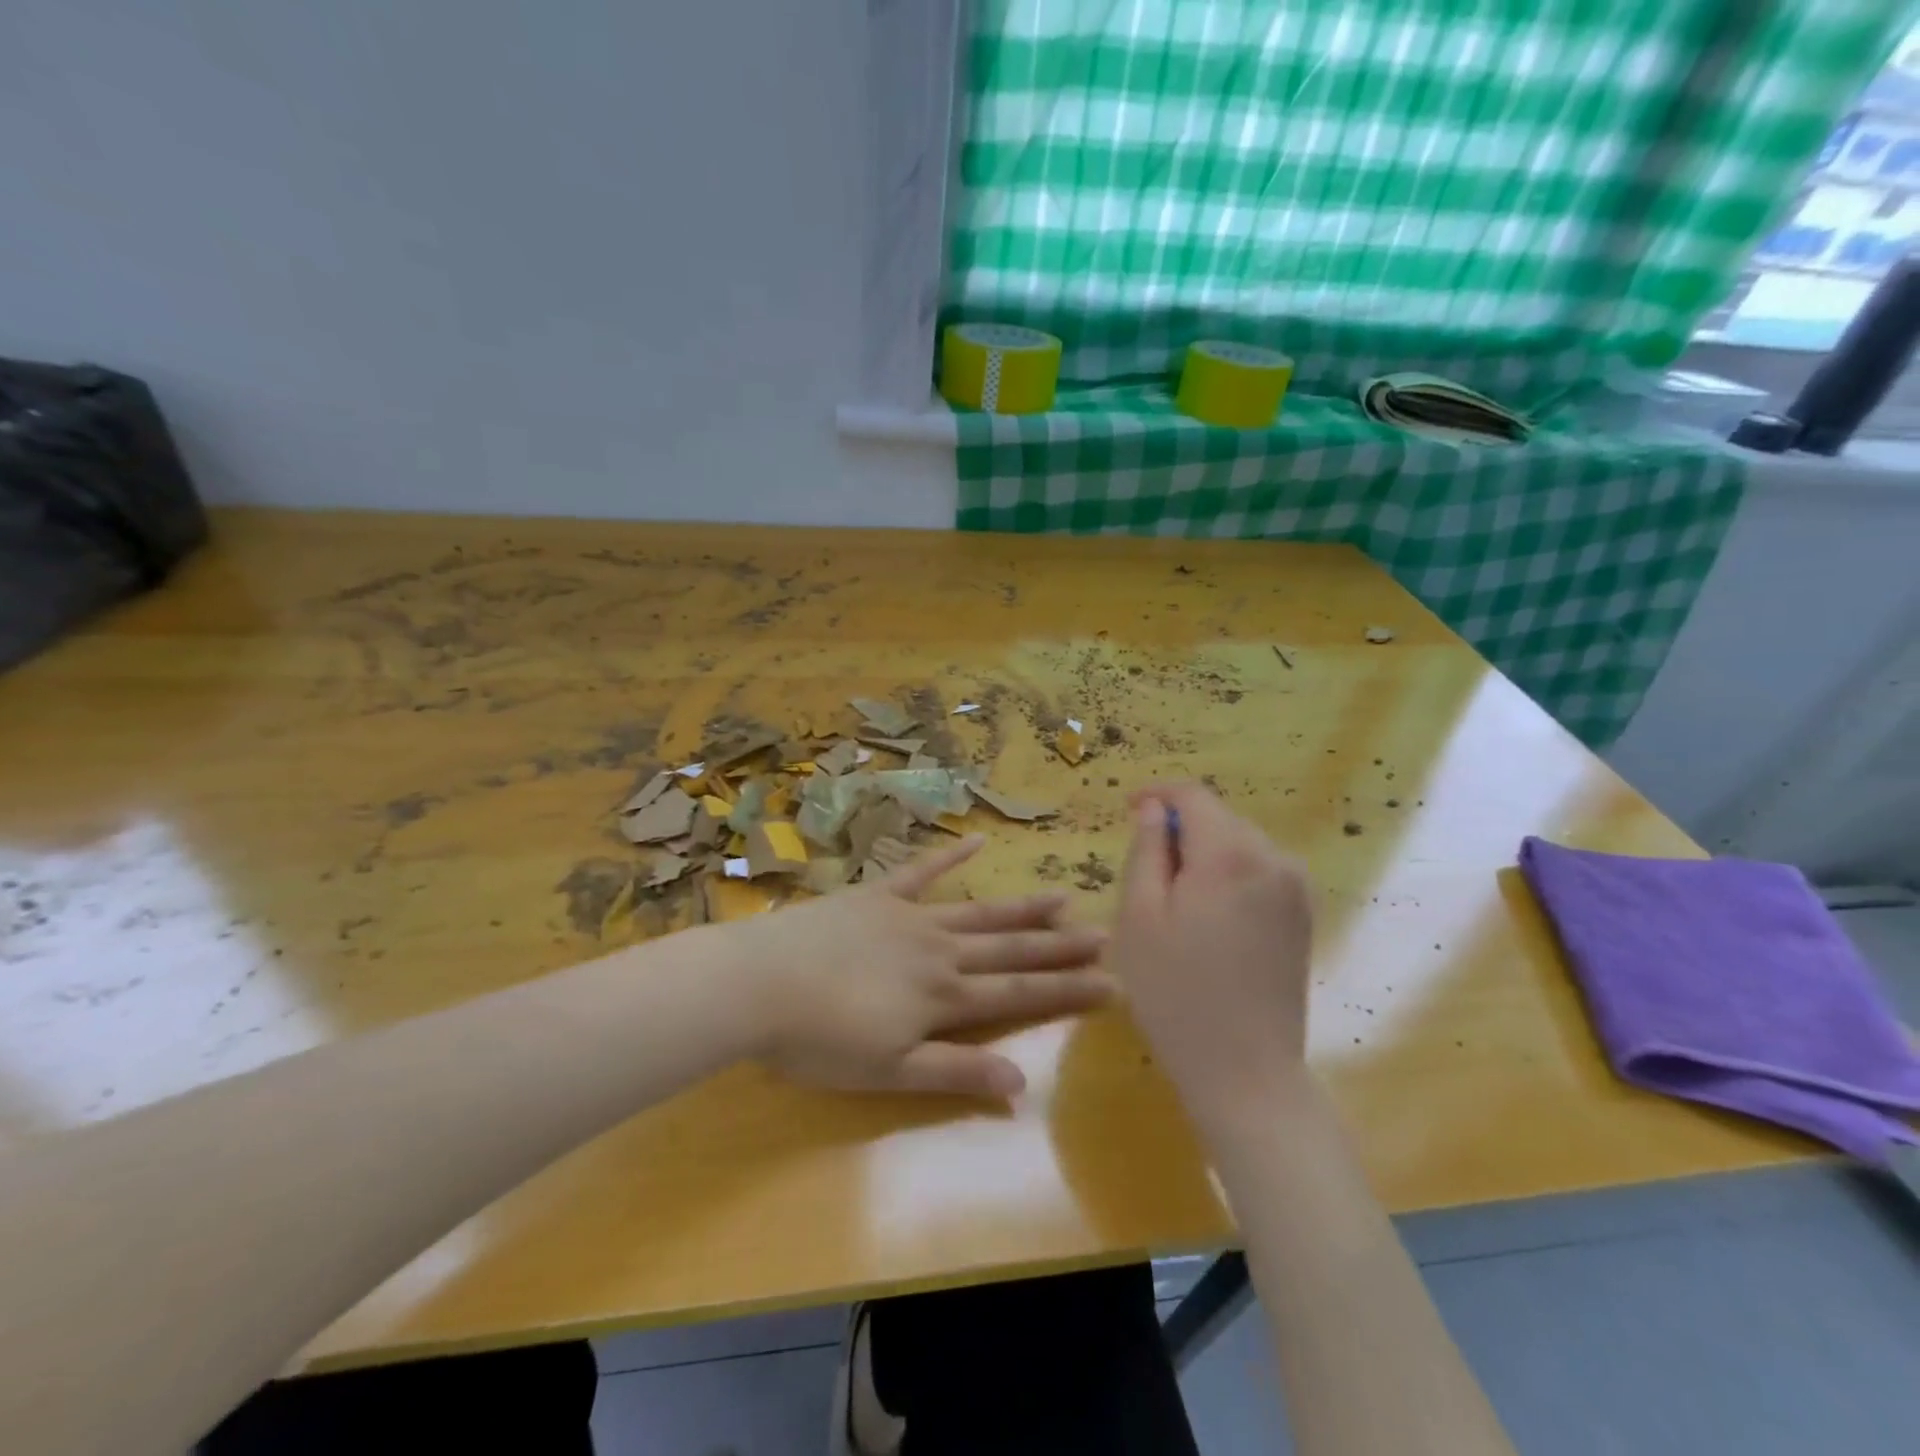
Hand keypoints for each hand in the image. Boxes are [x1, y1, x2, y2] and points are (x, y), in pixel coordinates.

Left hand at [734, 836, 1112, 1098]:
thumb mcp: (889, 1072)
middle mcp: (938, 950)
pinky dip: (948, 857)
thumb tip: (1023, 1083)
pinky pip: (919, 872)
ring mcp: (908, 916)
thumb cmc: (819, 1041)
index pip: (1018, 992)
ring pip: (977, 911)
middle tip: (1103, 934)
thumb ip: (955, 1071)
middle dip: (1058, 945)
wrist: (759, 984)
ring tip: (1062, 896)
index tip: (1112, 982)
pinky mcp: (876, 895)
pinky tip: (976, 841)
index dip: (1066, 990)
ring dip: (1020, 906)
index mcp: (943, 995)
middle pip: (1009, 947)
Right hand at [1112, 784, 1314, 1125]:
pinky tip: (1210, 920)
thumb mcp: (1140, 916)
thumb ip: (1146, 850)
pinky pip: (1258, 870)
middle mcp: (1273, 857)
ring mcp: (1296, 887)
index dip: (1157, 795)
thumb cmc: (1175, 993)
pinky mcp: (1304, 914)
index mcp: (1230, 853)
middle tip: (1145, 875)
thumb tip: (1152, 808)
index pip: (1192, 795)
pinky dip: (1229, 875)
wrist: (1246, 1070)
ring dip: (1204, 854)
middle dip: (1179, 830)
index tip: (1128, 812)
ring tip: (1176, 903)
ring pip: (1238, 843)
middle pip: (1218, 817)